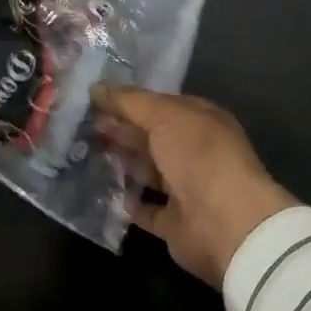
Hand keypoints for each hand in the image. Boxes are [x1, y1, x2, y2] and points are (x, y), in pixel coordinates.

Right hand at [90, 85, 297, 287]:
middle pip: (152, 137)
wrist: (226, 222)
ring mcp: (187, 188)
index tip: (94, 100)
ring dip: (123, 163)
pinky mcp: (176, 223)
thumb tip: (95, 87)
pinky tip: (105, 193)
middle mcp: (195, 152)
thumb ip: (129, 101)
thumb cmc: (198, 155)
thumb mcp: (163, 115)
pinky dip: (129, 203)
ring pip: (149, 171)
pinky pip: (147, 210)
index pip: (160, 105)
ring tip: (87, 153)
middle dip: (121, 129)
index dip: (129, 101)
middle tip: (83, 125)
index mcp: (200, 120)